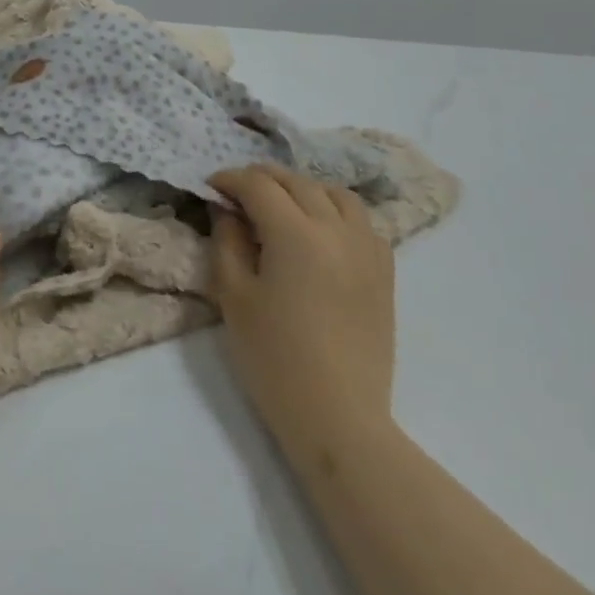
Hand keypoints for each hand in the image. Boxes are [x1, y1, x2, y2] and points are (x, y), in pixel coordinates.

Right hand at [209, 163, 394, 450]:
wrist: (337, 415)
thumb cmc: (274, 357)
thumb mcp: (234, 296)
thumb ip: (227, 241)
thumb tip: (227, 209)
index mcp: (295, 234)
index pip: (259, 185)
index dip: (230, 179)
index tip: (210, 187)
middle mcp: (336, 229)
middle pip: (297, 182)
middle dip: (262, 179)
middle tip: (236, 194)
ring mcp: (367, 249)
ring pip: (335, 194)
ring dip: (302, 189)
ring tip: (281, 207)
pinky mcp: (384, 271)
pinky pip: (361, 221)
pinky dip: (335, 211)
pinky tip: (318, 233)